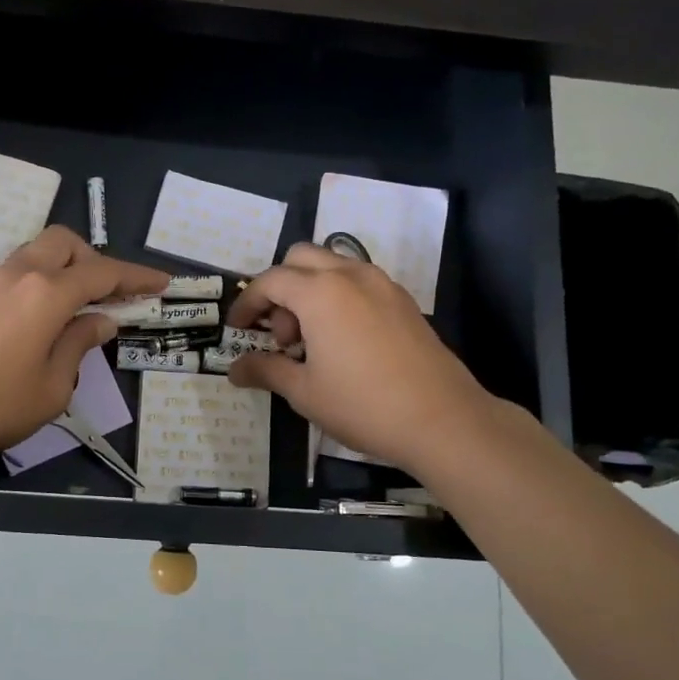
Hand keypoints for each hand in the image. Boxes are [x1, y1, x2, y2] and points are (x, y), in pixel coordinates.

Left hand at [0, 227, 167, 464]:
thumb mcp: (53, 386)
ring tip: (82, 307)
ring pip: (40, 252)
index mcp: (48, 293)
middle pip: (66, 243)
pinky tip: (49, 317)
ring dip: (68, 268)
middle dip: (95, 260)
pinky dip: (45, 281)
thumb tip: (100, 321)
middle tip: (110, 297)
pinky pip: (22, 272)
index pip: (104, 273)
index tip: (163, 283)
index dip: (137, 277)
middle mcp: (22, 274)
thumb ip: (79, 345)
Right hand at [225, 243, 491, 478]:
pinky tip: (343, 343)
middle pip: (301, 259)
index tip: (237, 329)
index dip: (247, 303)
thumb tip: (235, 369)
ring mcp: (383, 285)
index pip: (270, 281)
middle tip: (281, 335)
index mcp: (320, 293)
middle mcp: (351, 276)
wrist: (443, 420)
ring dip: (310, 291)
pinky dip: (338, 297)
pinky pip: (359, 282)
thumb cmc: (362, 405)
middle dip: (280, 289)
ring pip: (333, 266)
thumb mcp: (304, 392)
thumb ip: (266, 370)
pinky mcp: (403, 302)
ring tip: (312, 341)